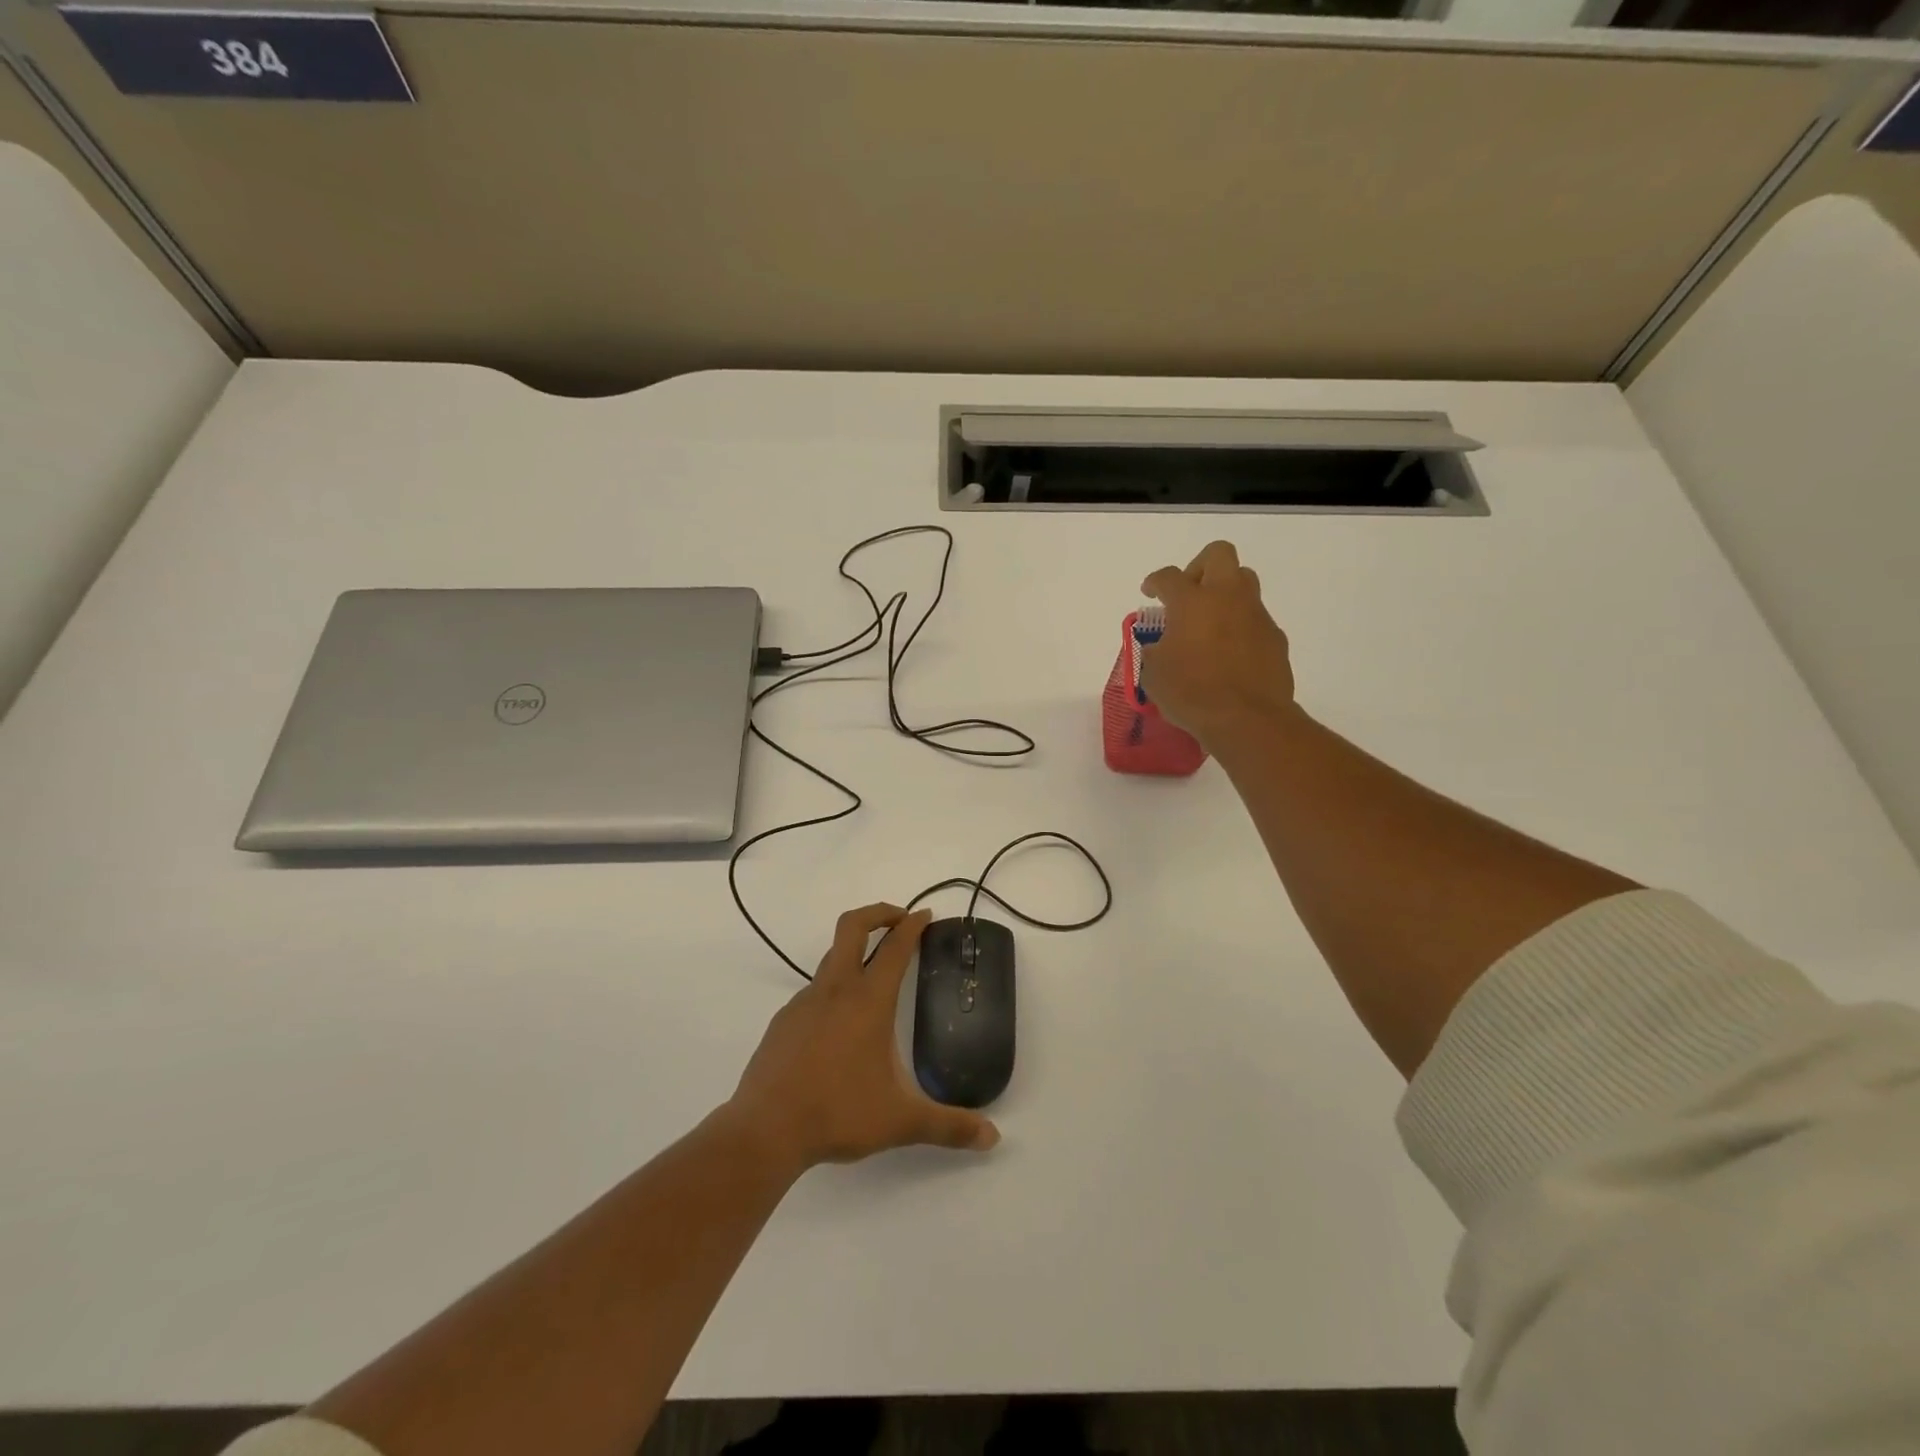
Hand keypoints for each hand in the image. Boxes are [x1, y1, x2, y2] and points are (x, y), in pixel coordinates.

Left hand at [727, 905, 1000, 1170]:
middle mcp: (835, 990)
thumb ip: (949, 1126)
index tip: (925, 915)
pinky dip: (833, 989)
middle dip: (879, 913)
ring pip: (831, 958)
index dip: (912, 926)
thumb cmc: (838, 1113)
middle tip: (900, 920)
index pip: (895, 947)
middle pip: (853, 926)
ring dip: (855, 952)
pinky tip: (840, 1025)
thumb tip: (993, 1137)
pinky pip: (814, 991)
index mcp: (868, 1001)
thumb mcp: (901, 1121)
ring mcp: (804, 1002)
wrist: (764, 1130)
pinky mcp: (784, 1021)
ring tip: (874, 977)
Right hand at [1140, 540, 1296, 743]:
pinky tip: (1230, 653)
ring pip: (1244, 582)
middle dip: (1200, 566)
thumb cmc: (1191, 693)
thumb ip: (1154, 652)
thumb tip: (1161, 647)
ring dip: (1225, 593)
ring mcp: (1256, 615)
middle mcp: (1227, 598)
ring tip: (1209, 622)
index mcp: (1191, 602)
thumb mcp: (1154, 674)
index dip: (1155, 581)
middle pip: (1219, 555)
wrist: (1247, 719)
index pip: (1168, 577)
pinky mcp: (1275, 637)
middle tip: (1188, 593)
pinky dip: (1241, 626)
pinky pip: (1256, 619)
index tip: (1150, 592)